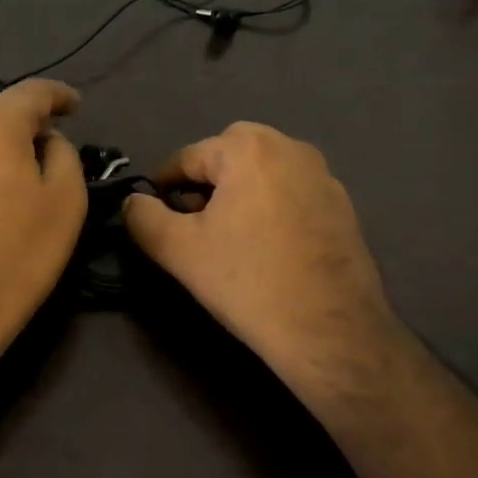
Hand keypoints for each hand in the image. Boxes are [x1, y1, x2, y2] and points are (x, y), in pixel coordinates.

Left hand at [0, 79, 88, 371]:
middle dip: (30, 123)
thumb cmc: (18, 253)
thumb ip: (63, 154)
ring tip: (26, 175)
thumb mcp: (65, 200)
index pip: (32, 91)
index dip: (59, 94)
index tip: (77, 105)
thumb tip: (47, 142)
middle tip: (57, 145)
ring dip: (3, 148)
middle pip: (0, 112)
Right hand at [122, 122, 401, 400]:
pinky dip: (271, 207)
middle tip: (192, 226)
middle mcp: (290, 147)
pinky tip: (267, 247)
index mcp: (248, 148)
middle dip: (204, 185)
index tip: (154, 217)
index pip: (187, 157)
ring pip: (262, 172)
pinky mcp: (343, 204)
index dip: (163, 187)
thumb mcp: (178, 250)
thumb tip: (133, 202)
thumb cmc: (247, 282)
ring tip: (228, 237)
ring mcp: (323, 174)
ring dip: (238, 193)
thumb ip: (143, 218)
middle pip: (227, 157)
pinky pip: (291, 192)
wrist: (330, 330)